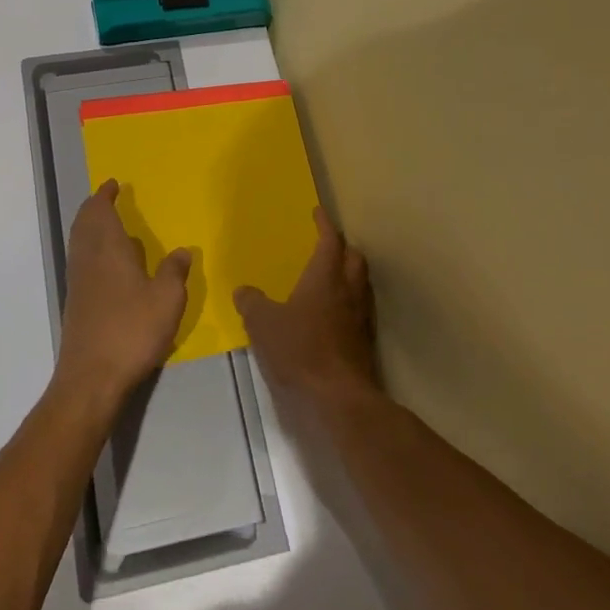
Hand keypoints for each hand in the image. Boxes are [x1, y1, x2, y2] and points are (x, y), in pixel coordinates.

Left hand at [55, 181, 191, 409]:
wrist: (91, 377)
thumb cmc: (132, 330)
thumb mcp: (167, 299)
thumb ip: (174, 271)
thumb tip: (182, 250)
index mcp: (108, 249)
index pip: (100, 211)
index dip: (105, 196)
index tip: (112, 184)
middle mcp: (88, 259)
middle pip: (84, 223)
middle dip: (94, 208)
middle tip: (107, 199)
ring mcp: (78, 282)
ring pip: (79, 242)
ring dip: (90, 227)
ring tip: (109, 225)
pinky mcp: (76, 303)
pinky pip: (81, 261)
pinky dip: (91, 249)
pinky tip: (110, 264)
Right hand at [234, 208, 380, 407]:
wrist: (338, 397)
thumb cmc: (299, 349)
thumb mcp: (262, 324)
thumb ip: (252, 303)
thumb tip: (244, 291)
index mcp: (325, 277)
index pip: (330, 240)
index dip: (324, 224)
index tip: (318, 212)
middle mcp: (349, 291)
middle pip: (354, 258)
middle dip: (342, 248)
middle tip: (327, 246)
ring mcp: (361, 318)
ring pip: (361, 284)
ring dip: (349, 275)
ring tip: (331, 278)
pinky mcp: (365, 343)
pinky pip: (360, 311)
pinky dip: (348, 304)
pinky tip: (332, 316)